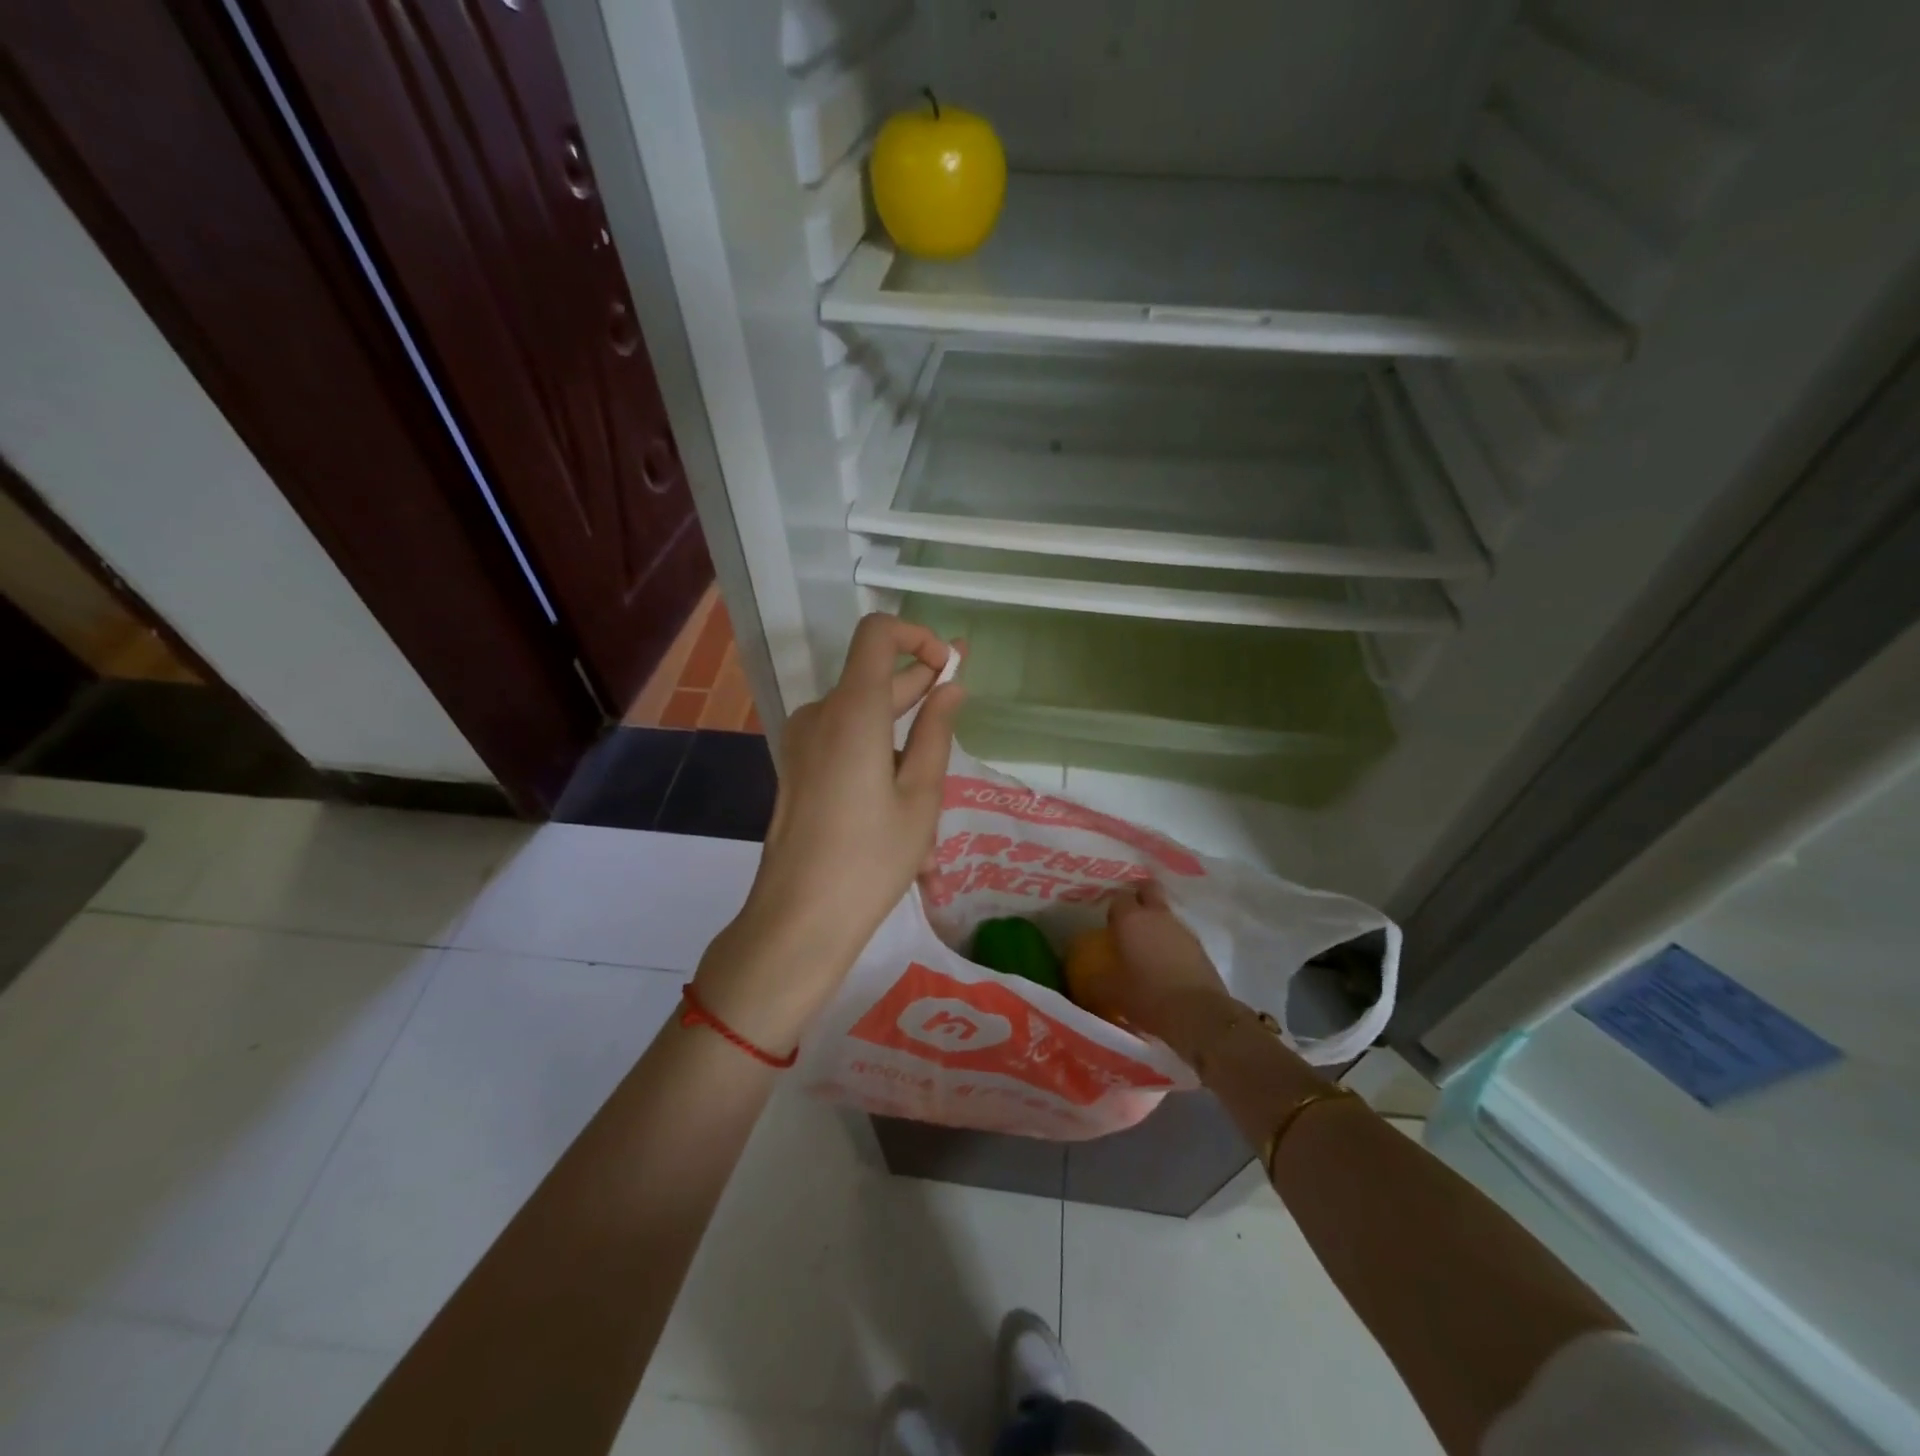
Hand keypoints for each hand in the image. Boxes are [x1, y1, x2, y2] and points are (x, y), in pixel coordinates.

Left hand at [695, 614, 963, 1051]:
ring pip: (861, 715)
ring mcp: (802, 741)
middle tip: (959, 704)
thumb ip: (936, 732)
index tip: (948, 668)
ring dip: (900, 732)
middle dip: (919, 685)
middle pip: (872, 676)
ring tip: (933, 785)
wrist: (799, 917)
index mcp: (852, 711)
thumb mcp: (920, 796)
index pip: (877, 634)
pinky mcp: (797, 767)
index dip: (917, 636)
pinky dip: (877, 753)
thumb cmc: (871, 858)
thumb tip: (950, 686)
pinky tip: (900, 803)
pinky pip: (844, 742)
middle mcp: (820, 714)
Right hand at [1091, 882, 1232, 1055]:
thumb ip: (1094, 979)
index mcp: (1130, 919)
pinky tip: (1166, 963)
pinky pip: (1180, 934)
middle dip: (1140, 896)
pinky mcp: (1199, 946)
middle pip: (1149, 889)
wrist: (1197, 1014)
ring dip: (1157, 921)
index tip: (1109, 925)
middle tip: (1131, 917)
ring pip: (1166, 912)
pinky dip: (1171, 941)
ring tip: (1148, 946)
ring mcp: (1181, 928)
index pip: (1119, 897)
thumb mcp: (1110, 991)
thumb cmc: (1147, 996)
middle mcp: (1156, 916)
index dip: (1113, 908)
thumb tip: (1086, 979)